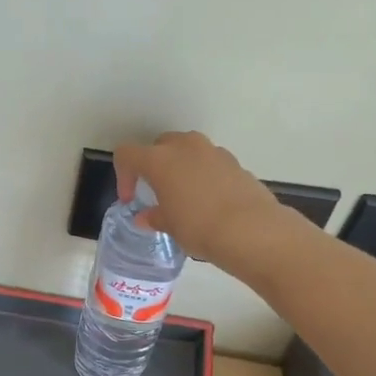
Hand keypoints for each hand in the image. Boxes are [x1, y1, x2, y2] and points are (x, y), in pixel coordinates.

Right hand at [114, 132, 299, 273]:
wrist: (251, 230)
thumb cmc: (199, 226)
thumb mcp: (169, 226)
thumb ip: (154, 217)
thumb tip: (146, 217)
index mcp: (159, 159)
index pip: (127, 154)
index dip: (123, 175)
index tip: (130, 199)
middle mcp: (185, 147)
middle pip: (159, 145)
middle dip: (153, 165)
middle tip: (156, 191)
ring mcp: (213, 151)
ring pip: (187, 150)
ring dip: (180, 167)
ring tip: (184, 195)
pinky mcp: (235, 162)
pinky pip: (210, 162)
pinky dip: (203, 175)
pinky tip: (209, 201)